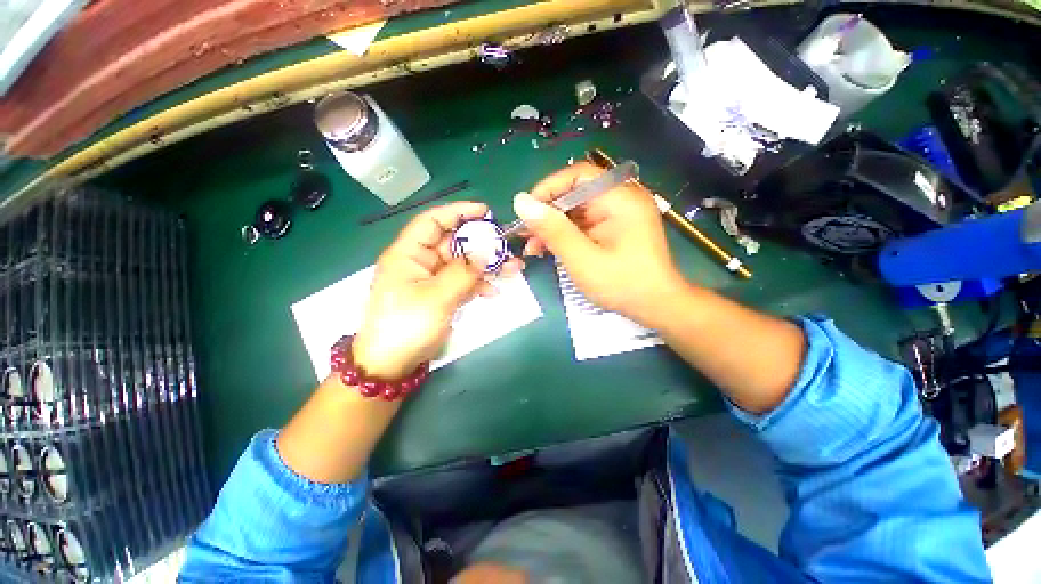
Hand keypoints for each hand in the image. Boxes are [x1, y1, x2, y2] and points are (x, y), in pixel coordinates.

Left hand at [353, 202, 522, 379]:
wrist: (392, 365)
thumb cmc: (407, 326)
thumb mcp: (437, 297)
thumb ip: (463, 272)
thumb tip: (486, 253)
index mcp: (409, 254)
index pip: (433, 221)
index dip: (458, 212)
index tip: (485, 212)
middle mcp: (420, 262)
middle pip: (454, 244)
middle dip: (482, 245)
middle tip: (508, 247)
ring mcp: (432, 281)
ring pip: (462, 264)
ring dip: (486, 266)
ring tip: (513, 269)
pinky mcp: (440, 296)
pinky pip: (462, 283)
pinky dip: (478, 285)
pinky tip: (494, 291)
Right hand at [514, 162, 683, 324]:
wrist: (657, 307)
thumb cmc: (623, 284)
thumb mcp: (582, 259)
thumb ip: (553, 230)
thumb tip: (521, 202)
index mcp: (620, 199)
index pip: (578, 176)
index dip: (548, 189)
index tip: (526, 211)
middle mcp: (621, 199)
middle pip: (575, 194)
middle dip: (547, 214)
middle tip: (525, 235)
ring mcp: (619, 215)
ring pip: (577, 211)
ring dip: (553, 227)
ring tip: (533, 248)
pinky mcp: (615, 229)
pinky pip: (584, 224)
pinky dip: (566, 235)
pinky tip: (549, 250)